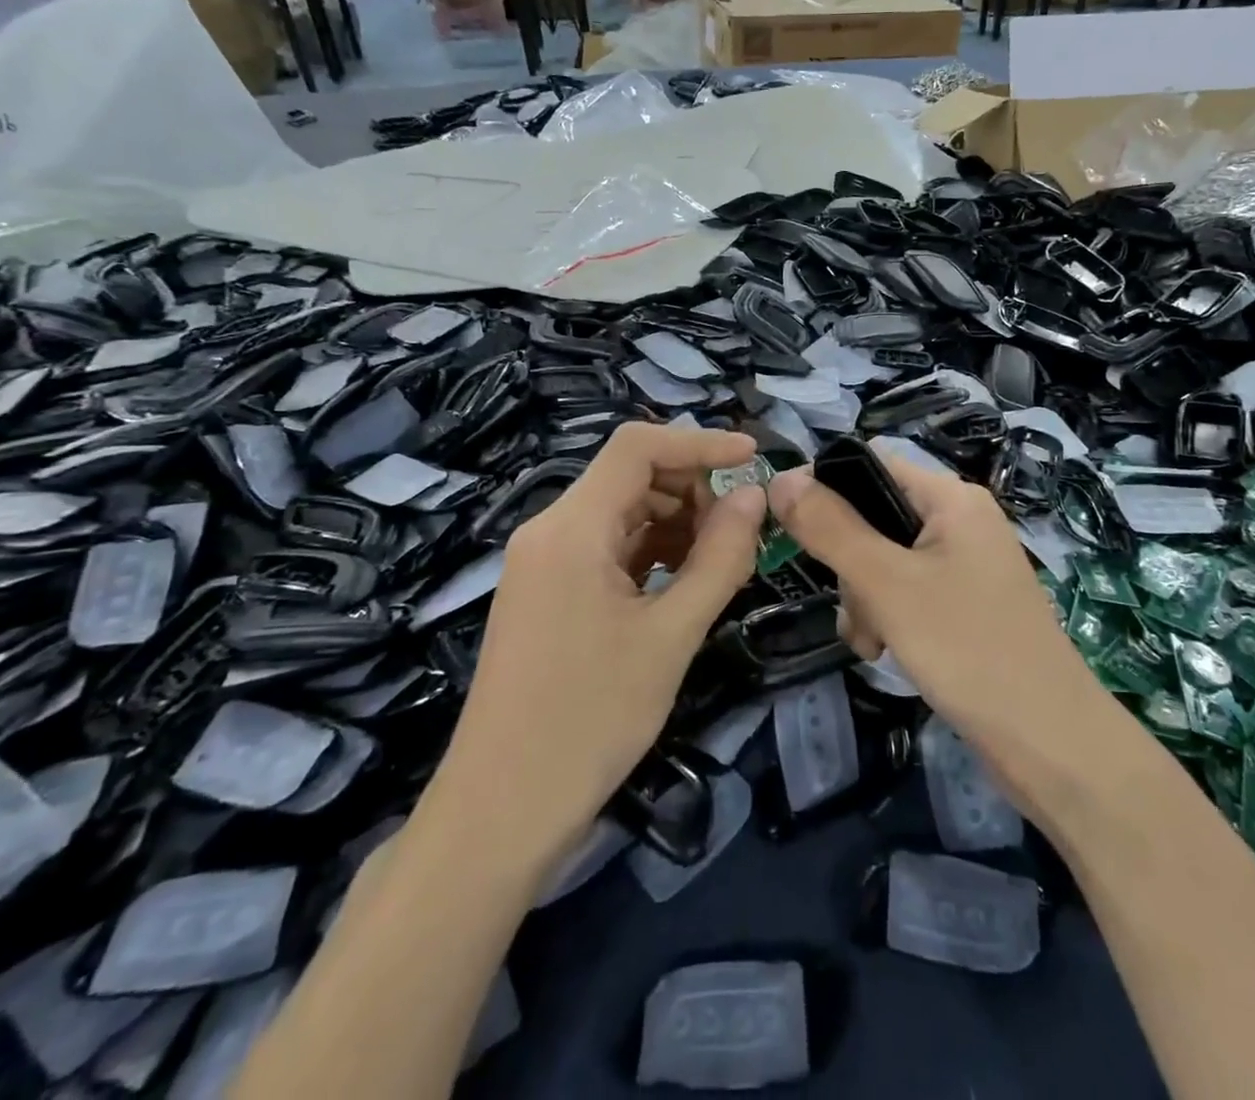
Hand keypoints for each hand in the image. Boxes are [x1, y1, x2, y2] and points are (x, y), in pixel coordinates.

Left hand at [441, 423, 766, 859]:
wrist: (500, 811)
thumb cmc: (590, 719)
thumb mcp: (671, 635)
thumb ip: (719, 557)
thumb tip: (754, 495)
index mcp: (571, 527)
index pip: (637, 447)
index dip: (699, 442)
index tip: (754, 457)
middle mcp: (550, 530)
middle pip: (629, 476)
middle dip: (692, 487)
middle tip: (745, 524)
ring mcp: (543, 562)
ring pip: (620, 513)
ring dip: (675, 521)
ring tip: (724, 556)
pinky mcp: (546, 592)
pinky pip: (606, 548)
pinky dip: (650, 552)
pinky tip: (685, 579)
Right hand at [768, 460, 1100, 809]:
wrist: (1050, 742)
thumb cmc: (967, 648)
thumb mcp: (886, 584)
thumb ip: (830, 528)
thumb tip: (779, 478)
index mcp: (951, 497)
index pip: (871, 465)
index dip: (825, 489)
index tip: (792, 531)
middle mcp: (961, 520)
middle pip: (874, 516)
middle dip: (849, 564)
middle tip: (854, 609)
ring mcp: (966, 563)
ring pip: (885, 559)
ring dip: (864, 598)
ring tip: (870, 642)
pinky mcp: (967, 602)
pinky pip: (908, 590)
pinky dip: (887, 615)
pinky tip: (884, 650)